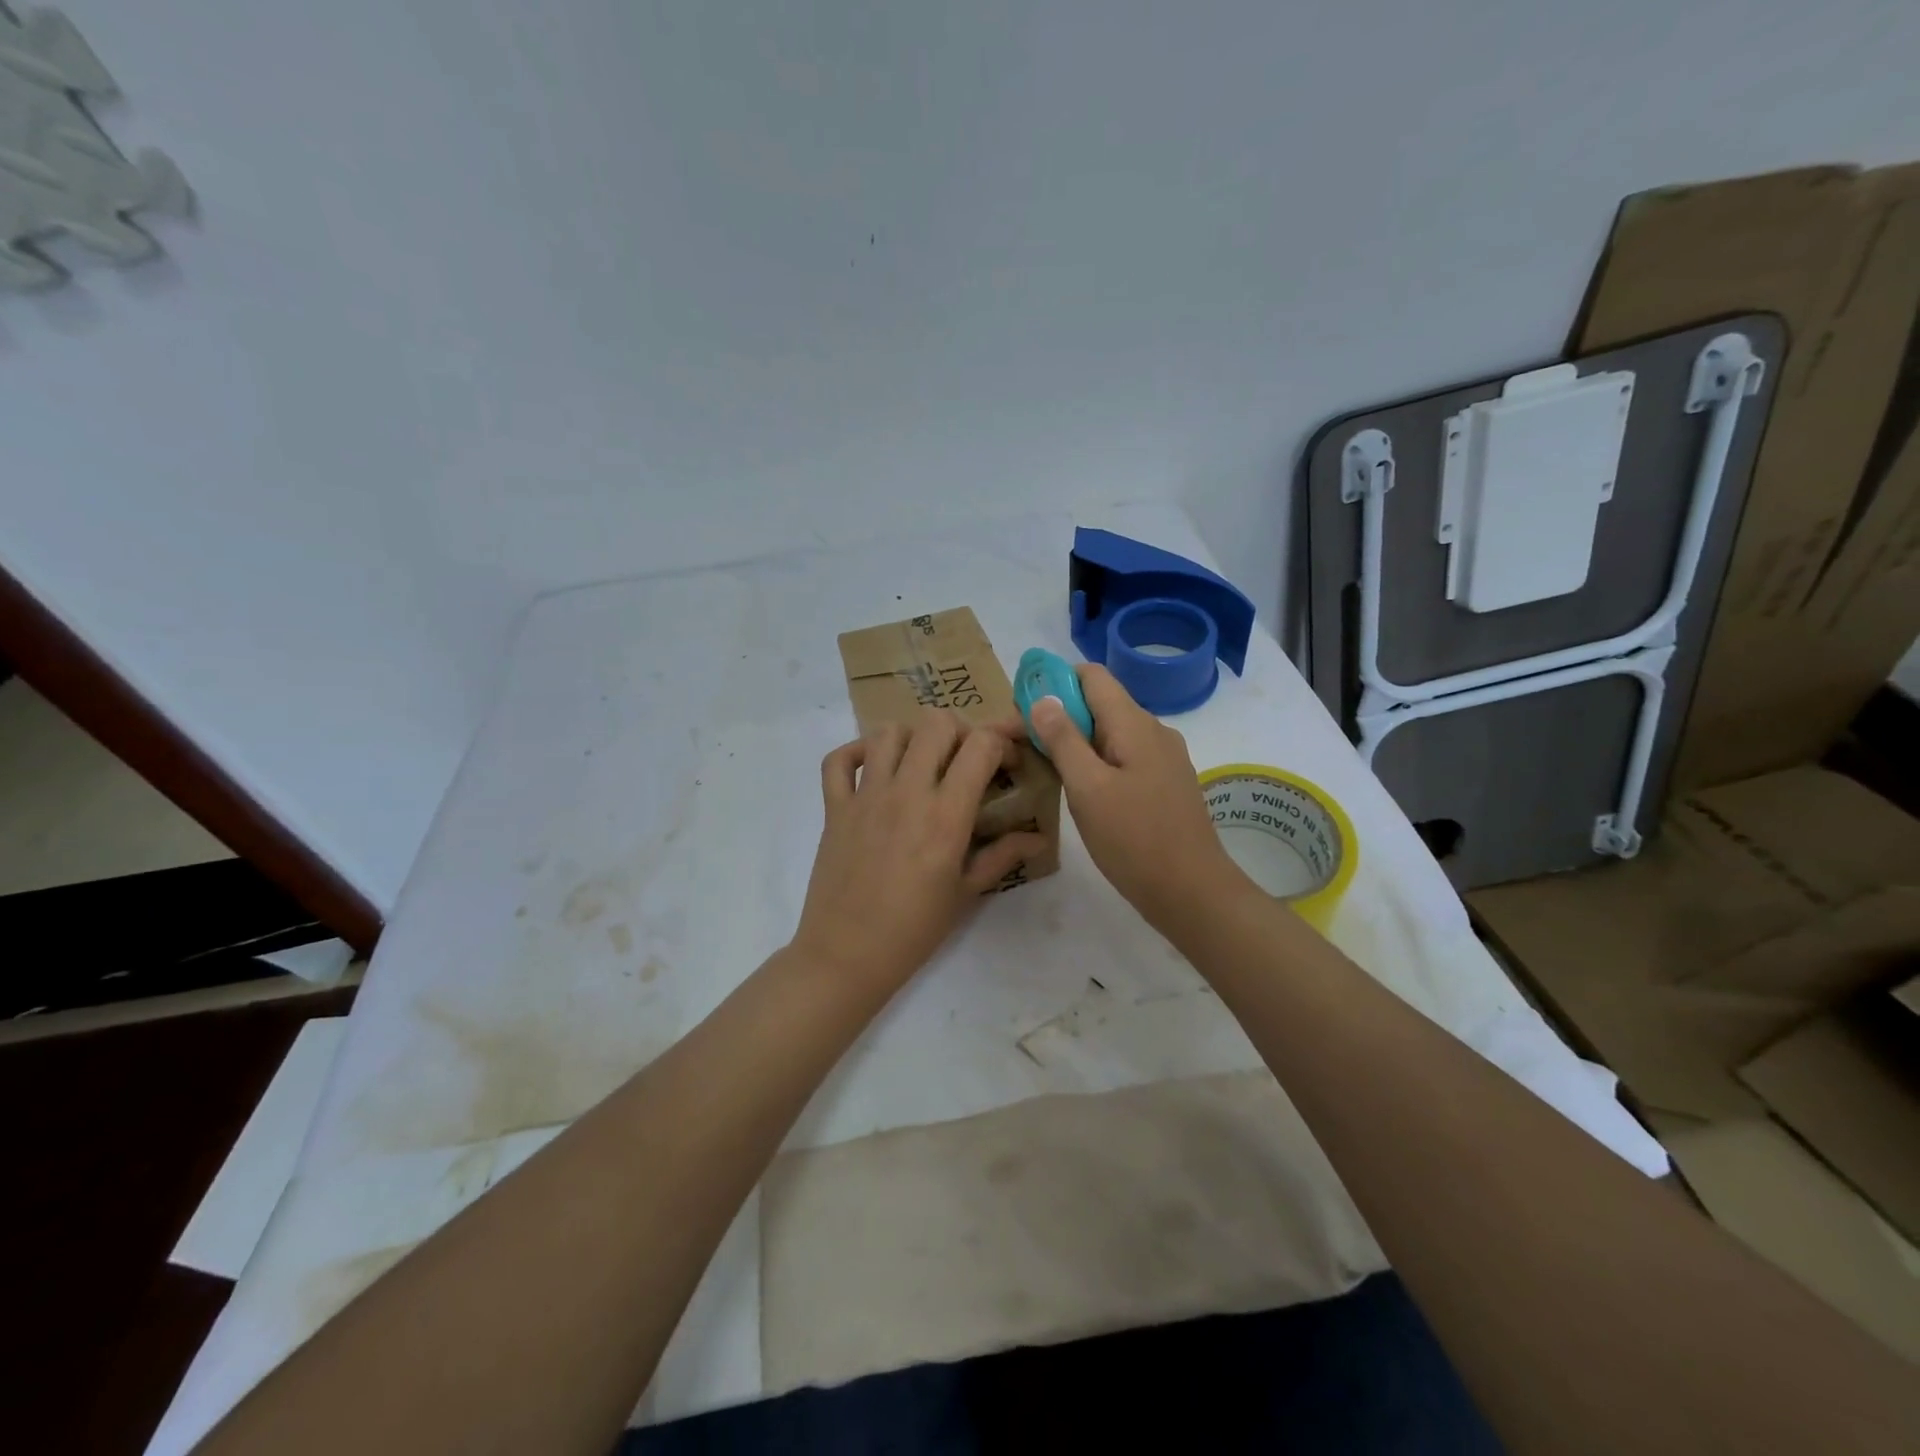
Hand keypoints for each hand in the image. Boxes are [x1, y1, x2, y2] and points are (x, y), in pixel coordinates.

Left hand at [792, 711, 1048, 992]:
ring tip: (923, 763)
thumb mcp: (966, 893)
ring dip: (913, 737)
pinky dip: (857, 752)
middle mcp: (906, 793)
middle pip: (936, 723)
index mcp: (945, 815)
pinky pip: (839, 759)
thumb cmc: (914, 929)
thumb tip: (1039, 837)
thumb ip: (1003, 856)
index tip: (1010, 760)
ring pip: (889, 732)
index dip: (1003, 740)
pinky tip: (875, 768)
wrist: (847, 955)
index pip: (980, 745)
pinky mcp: (834, 807)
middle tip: (967, 760)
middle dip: (961, 731)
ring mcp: (865, 796)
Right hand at [1029, 664, 1249, 933]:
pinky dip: (1096, 762)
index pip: (1092, 675)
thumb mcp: (1088, 789)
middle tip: (1024, 745)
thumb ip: (1063, 740)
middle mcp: (1153, 731)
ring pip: (1111, 733)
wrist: (1192, 892)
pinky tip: (1079, 790)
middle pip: (1100, 704)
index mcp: (1134, 724)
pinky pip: (1124, 757)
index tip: (1022, 707)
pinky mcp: (1164, 783)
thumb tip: (1042, 699)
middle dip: (1060, 715)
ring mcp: (1163, 758)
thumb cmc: (1134, 840)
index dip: (1054, 681)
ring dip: (1076, 742)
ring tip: (1044, 768)